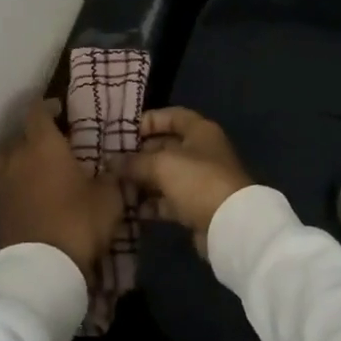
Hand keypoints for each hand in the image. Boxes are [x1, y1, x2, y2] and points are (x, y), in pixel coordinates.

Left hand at [0, 99, 122, 281]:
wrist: (41, 268)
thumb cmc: (78, 222)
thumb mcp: (108, 198)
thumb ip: (110, 177)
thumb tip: (112, 167)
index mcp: (43, 145)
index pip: (37, 112)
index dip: (47, 107)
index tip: (59, 109)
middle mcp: (17, 157)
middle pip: (18, 135)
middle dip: (33, 135)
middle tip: (52, 144)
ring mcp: (2, 183)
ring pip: (4, 159)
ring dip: (16, 157)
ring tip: (32, 166)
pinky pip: (1, 184)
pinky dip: (12, 183)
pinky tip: (27, 192)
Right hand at [117, 107, 252, 252]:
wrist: (230, 225)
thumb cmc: (197, 180)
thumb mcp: (162, 164)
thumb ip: (134, 161)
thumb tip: (111, 162)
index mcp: (199, 131)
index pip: (172, 116)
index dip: (148, 120)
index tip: (124, 132)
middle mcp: (201, 152)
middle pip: (166, 146)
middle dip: (139, 154)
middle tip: (113, 162)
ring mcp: (199, 180)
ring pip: (165, 175)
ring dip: (142, 181)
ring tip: (116, 186)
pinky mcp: (196, 206)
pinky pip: (168, 200)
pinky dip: (151, 203)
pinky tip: (130, 208)